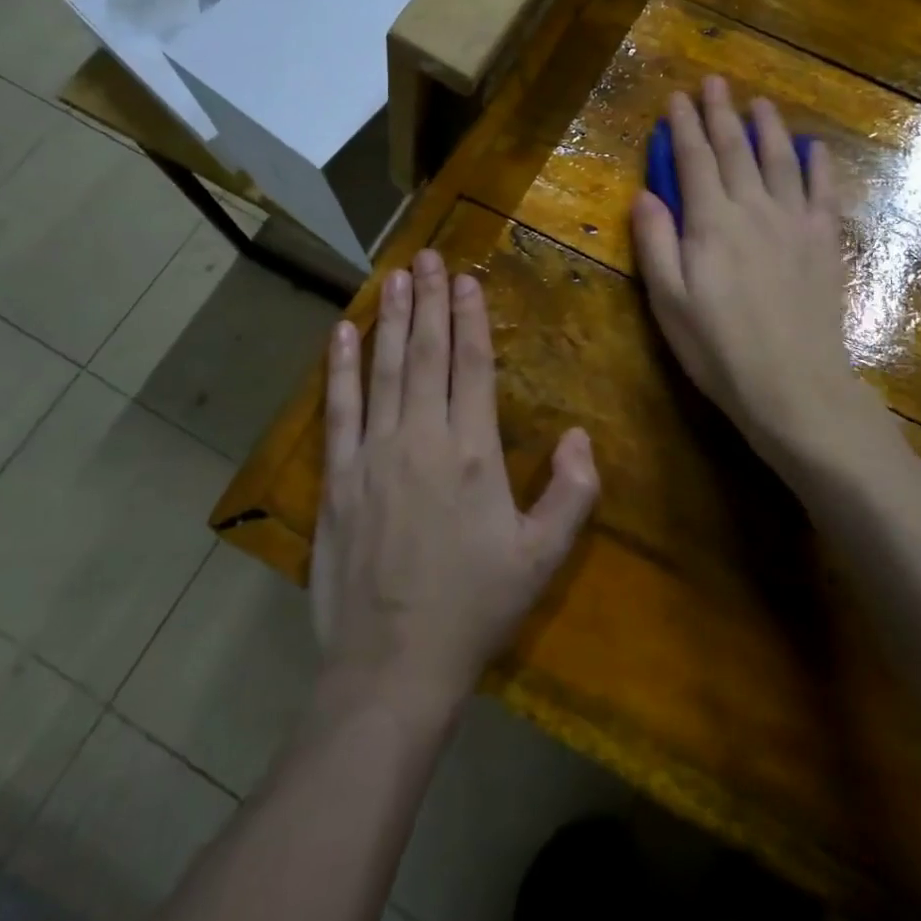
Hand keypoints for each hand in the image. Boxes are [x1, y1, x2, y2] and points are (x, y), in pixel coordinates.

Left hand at [313, 250, 599, 719]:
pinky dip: (340, 367)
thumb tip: (582, 436)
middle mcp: (420, 438)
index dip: (470, 317)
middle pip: (426, 354)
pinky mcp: (337, 476)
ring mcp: (373, 454)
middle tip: (427, 257)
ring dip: (392, 320)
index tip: (466, 278)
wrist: (393, 664)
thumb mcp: (542, 557)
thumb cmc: (474, 607)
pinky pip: (338, 408)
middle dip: (429, 300)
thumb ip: (572, 493)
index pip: (471, 365)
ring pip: (384, 369)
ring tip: (395, 277)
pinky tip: (343, 333)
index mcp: (472, 452)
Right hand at [632, 77, 866, 464]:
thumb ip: (656, 244)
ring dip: (768, 127)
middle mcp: (753, 210)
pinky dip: (818, 165)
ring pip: (780, 161)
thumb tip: (645, 194)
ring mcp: (794, 223)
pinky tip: (814, 147)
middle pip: (735, 150)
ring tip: (759, 102)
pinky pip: (823, 192)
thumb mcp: (668, 302)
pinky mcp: (823, 243)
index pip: (693, 161)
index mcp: (711, 223)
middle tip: (715, 83)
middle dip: (721, 113)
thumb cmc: (719, 350)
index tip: (676, 98)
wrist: (794, 387)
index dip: (683, 127)